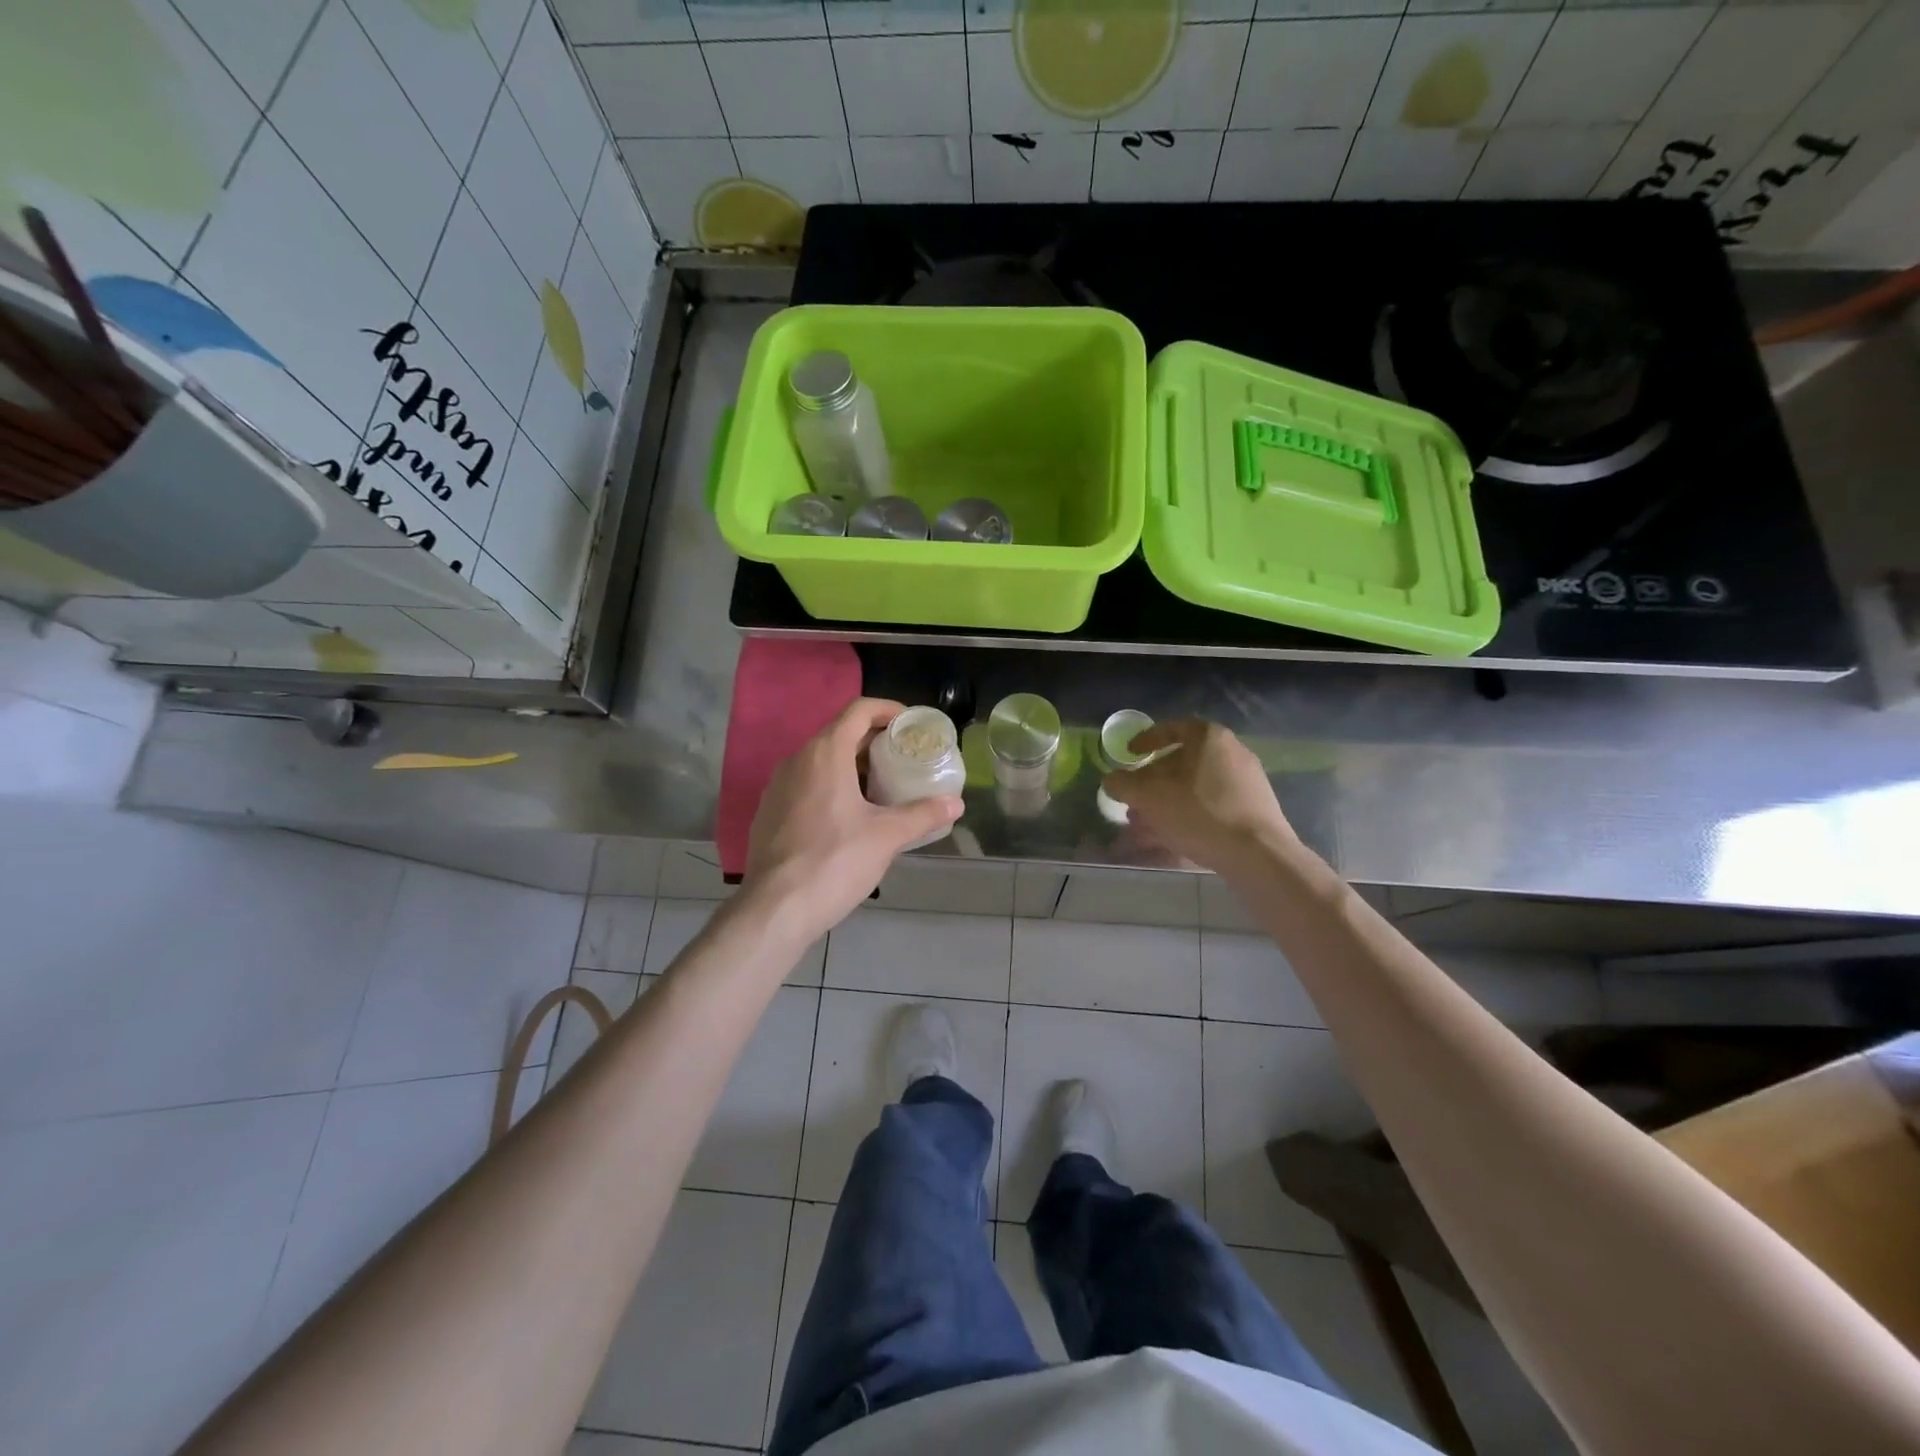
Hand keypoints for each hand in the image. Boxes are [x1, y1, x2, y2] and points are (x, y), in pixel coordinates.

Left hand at [744, 698, 962, 943]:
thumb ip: (923, 814)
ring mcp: (777, 786)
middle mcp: (797, 760)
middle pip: (840, 734)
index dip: (888, 710)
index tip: (911, 725)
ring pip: (821, 761)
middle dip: (874, 742)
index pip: (859, 711)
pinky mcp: (769, 812)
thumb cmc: (835, 861)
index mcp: (825, 753)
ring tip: (882, 788)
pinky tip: (850, 817)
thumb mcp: (887, 836)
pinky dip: (831, 787)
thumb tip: (955, 804)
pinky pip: (806, 785)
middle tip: (904, 758)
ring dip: (853, 766)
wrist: (776, 908)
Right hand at [1100, 719, 1294, 871]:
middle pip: (1182, 762)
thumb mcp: (1150, 797)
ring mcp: (1246, 782)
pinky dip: (1188, 816)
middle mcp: (1232, 752)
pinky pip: (1212, 806)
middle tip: (1133, 799)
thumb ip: (1124, 784)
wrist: (1258, 854)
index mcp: (1209, 738)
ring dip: (1166, 803)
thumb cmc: (1200, 813)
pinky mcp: (1254, 810)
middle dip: (1152, 782)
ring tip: (1144, 827)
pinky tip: (1171, 838)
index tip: (1130, 754)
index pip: (1173, 728)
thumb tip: (1111, 780)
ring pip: (1194, 788)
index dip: (1146, 740)